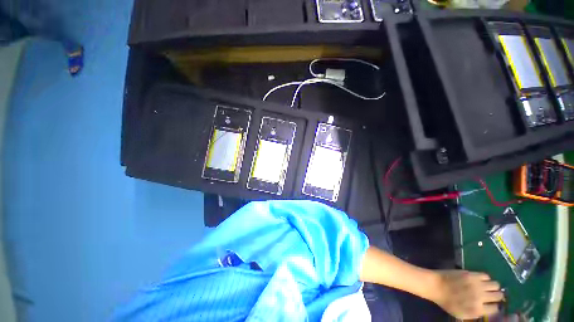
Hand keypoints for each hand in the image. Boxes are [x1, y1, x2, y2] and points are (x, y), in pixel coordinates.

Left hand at [430, 270, 503, 319]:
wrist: (435, 286)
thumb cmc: (447, 302)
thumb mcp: (462, 314)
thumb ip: (476, 314)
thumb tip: (488, 311)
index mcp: (477, 309)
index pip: (496, 309)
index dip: (495, 307)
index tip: (493, 305)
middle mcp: (480, 297)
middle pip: (499, 296)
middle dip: (498, 296)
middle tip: (493, 296)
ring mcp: (476, 284)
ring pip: (496, 285)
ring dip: (494, 287)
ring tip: (489, 288)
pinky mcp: (471, 274)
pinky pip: (486, 275)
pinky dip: (486, 279)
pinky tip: (481, 281)